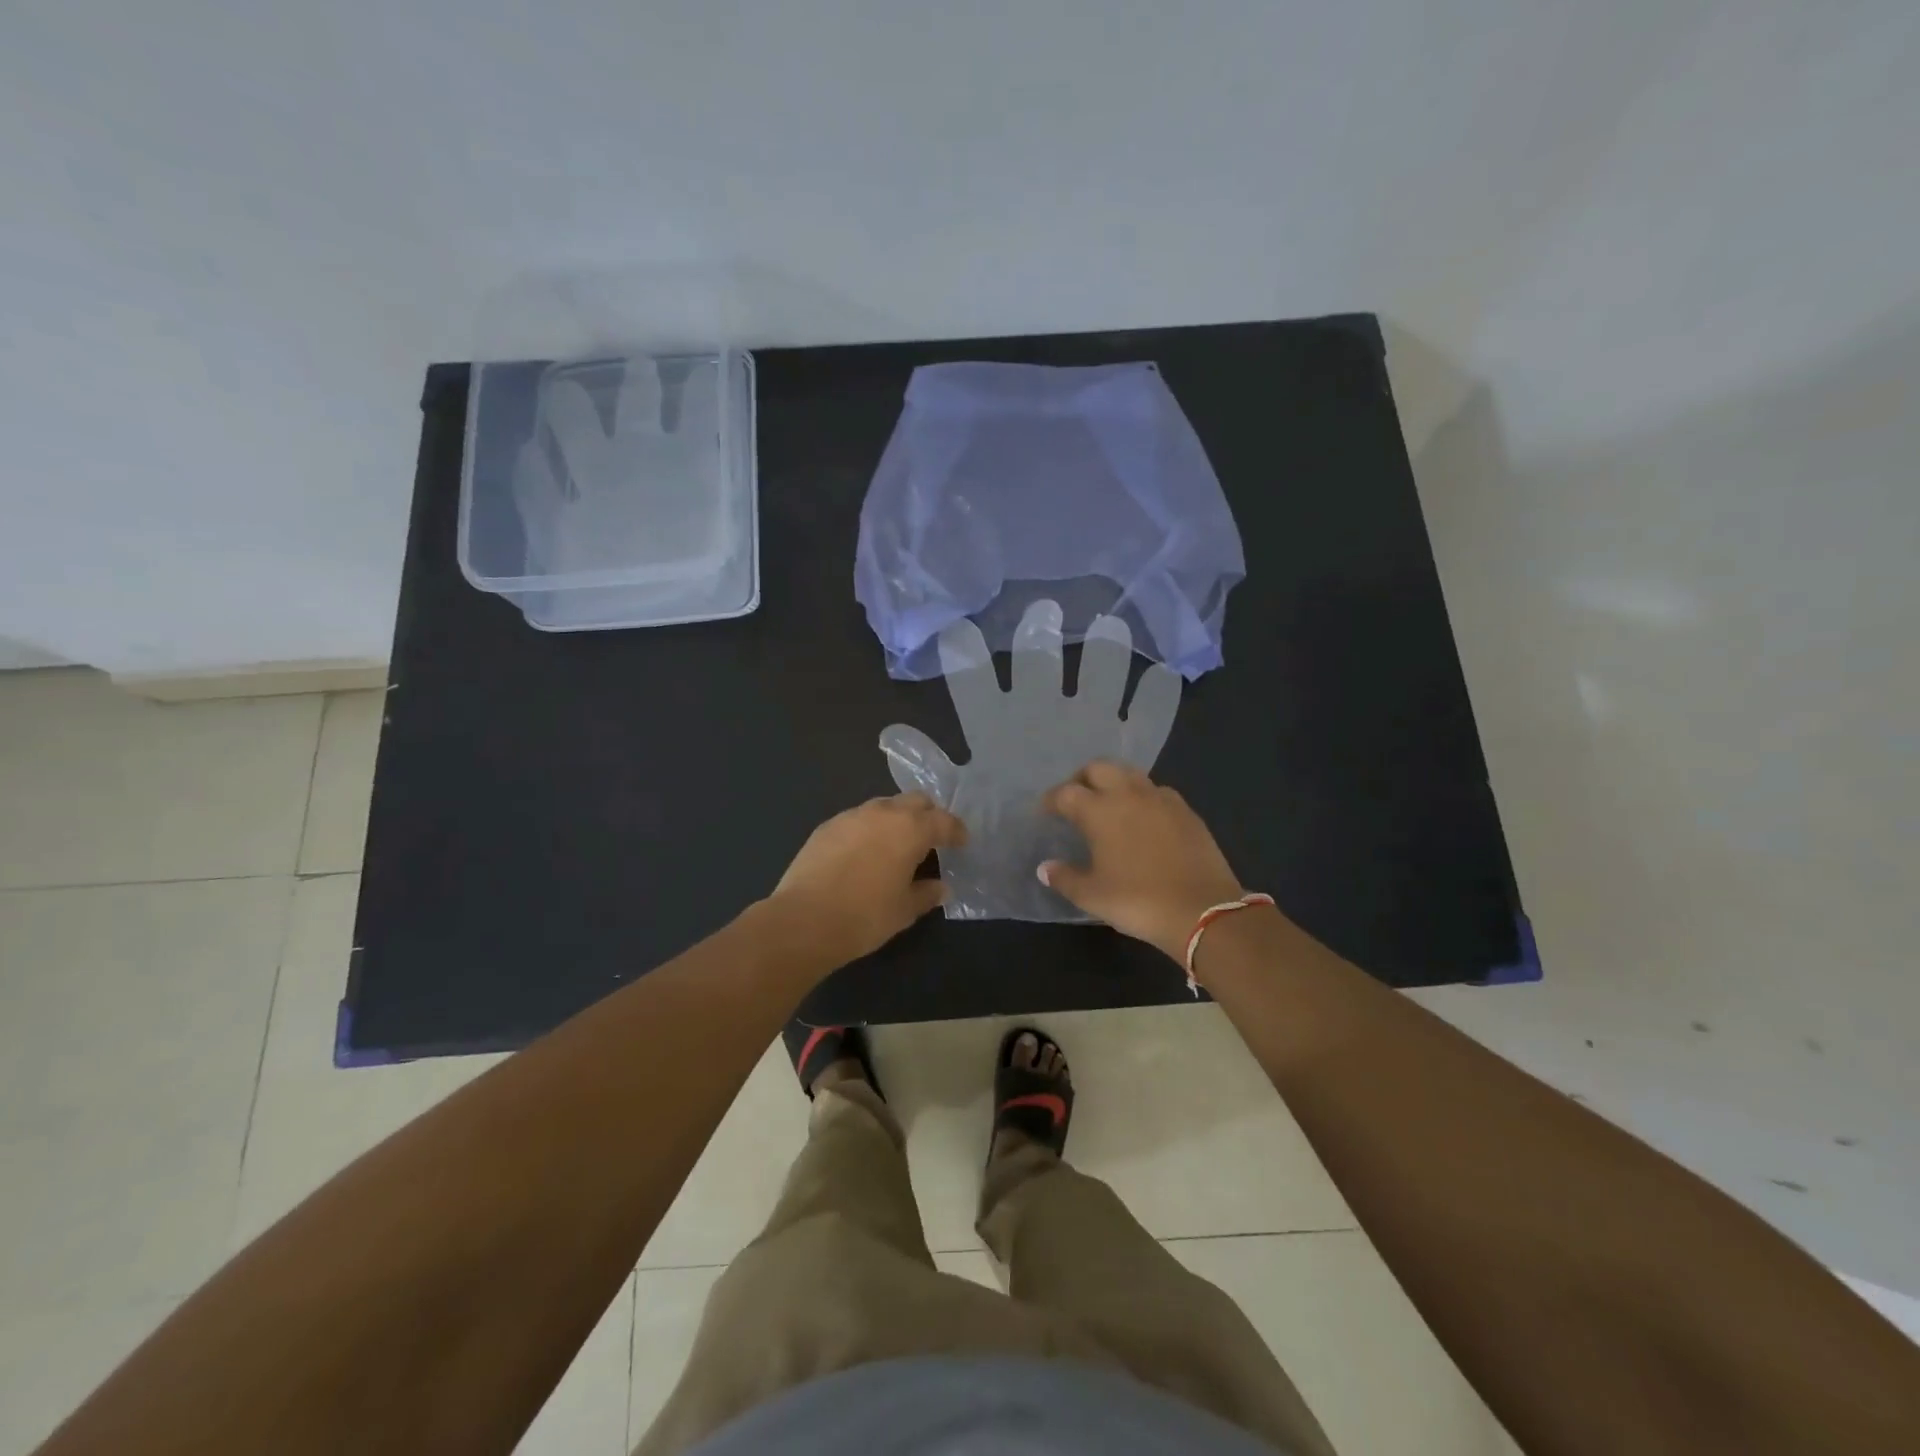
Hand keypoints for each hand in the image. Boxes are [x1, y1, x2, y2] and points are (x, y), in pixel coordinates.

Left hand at [768, 793, 966, 968]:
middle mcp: (883, 813)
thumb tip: (941, 887)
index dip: (957, 831)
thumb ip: (927, 894)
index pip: (943, 821)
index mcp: (910, 829)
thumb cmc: (865, 916)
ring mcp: (851, 816)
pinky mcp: (826, 826)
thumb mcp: (904, 910)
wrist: (804, 920)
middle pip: (915, 801)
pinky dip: (869, 829)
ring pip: (884, 806)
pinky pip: (857, 819)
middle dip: (928, 815)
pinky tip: (865, 852)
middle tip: (932, 838)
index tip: (962, 842)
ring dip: (897, 819)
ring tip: (897, 844)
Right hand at [1040, 762, 1247, 960]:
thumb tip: (1045, 867)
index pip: (1066, 793)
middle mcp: (1128, 794)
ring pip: (1130, 773)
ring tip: (1108, 804)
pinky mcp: (1186, 811)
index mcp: (1100, 811)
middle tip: (1076, 798)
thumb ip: (1065, 878)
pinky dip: (1142, 796)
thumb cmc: (1138, 901)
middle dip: (1082, 778)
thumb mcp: (1092, 896)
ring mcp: (1161, 799)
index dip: (1051, 800)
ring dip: (1113, 781)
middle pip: (1099, 768)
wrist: (1203, 910)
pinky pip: (1157, 791)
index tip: (1045, 811)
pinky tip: (1143, 817)